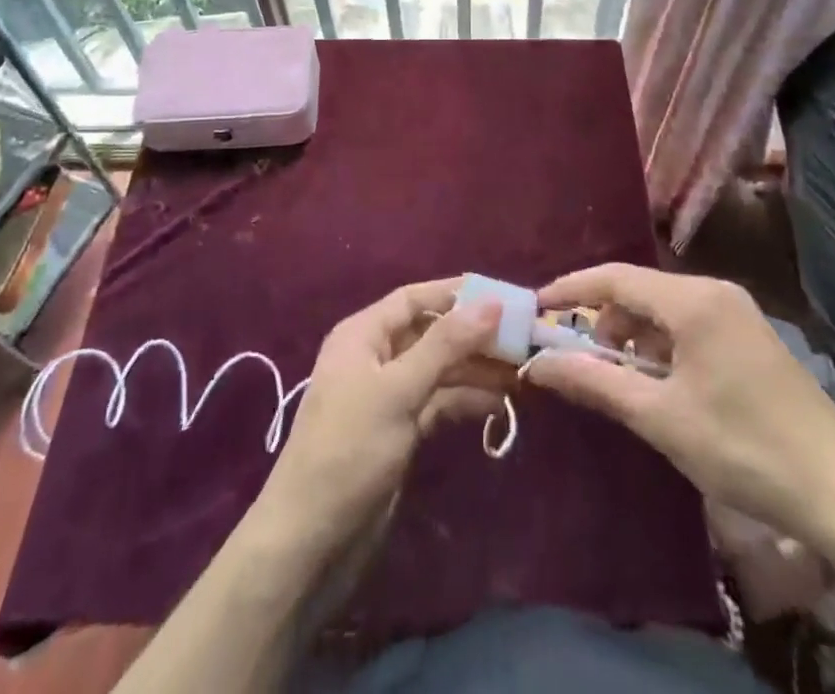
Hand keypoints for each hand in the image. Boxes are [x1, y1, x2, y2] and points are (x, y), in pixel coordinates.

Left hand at [252, 279, 511, 564]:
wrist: (311, 541)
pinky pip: (438, 402)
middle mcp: (375, 357)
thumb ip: (446, 344)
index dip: (456, 293)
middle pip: (431, 333)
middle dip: (473, 335)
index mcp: (363, 334)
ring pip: (439, 369)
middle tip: (523, 339)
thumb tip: (492, 302)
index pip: (414, 298)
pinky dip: (465, 400)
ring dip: (475, 369)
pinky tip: (498, 404)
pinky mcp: (399, 431)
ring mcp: (388, 396)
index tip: (504, 295)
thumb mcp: (398, 389)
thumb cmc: (350, 449)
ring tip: (521, 373)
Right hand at [524, 263, 834, 557]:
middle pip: (640, 291)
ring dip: (633, 336)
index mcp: (694, 300)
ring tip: (618, 380)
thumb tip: (539, 365)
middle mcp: (715, 290)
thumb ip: (596, 383)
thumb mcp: (661, 418)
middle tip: (578, 358)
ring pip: (665, 308)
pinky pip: (689, 323)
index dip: (571, 289)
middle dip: (603, 320)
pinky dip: (662, 345)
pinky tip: (660, 384)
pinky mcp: (750, 335)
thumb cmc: (743, 448)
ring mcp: (737, 311)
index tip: (537, 307)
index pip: (615, 277)